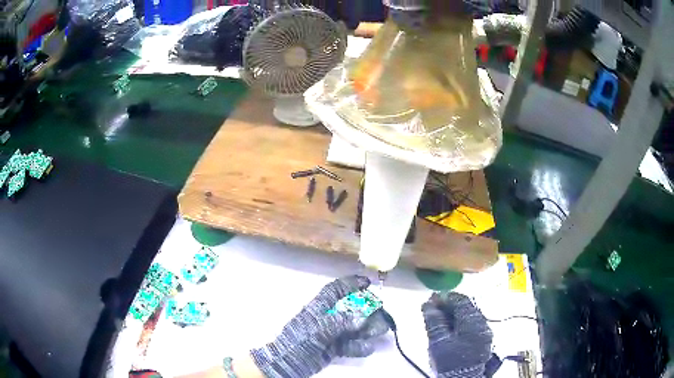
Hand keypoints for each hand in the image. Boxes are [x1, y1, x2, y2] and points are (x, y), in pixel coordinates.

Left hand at [250, 276, 388, 377]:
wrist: (287, 363)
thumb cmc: (299, 341)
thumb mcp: (317, 329)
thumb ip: (340, 322)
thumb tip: (363, 317)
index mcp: (319, 308)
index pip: (336, 290)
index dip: (351, 283)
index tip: (368, 282)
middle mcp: (328, 318)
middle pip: (352, 309)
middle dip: (368, 310)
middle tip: (381, 315)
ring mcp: (332, 334)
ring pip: (355, 328)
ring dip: (368, 329)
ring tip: (378, 332)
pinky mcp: (335, 348)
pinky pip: (352, 344)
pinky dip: (360, 346)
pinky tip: (367, 348)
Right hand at [422, 292, 492, 377]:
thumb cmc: (449, 360)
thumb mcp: (437, 341)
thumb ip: (433, 321)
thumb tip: (428, 304)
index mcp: (473, 321)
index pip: (461, 301)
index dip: (446, 297)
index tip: (432, 298)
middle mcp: (482, 323)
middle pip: (466, 307)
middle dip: (449, 306)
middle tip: (433, 308)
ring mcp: (484, 332)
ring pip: (468, 316)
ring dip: (454, 314)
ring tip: (439, 318)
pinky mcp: (482, 340)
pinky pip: (471, 325)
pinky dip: (459, 322)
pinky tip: (449, 327)